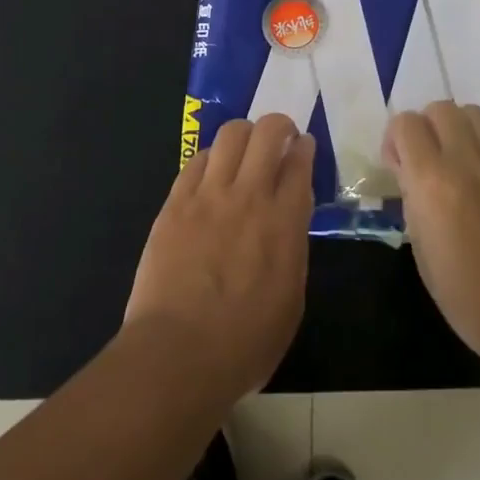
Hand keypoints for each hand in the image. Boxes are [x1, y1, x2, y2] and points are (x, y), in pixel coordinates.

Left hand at [123, 114, 315, 407]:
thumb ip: (293, 247)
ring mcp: (208, 196)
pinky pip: (195, 161)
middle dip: (278, 126)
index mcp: (285, 222)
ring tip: (244, 149)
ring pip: (230, 135)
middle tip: (279, 138)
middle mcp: (249, 196)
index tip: (303, 146)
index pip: (300, 163)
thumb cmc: (245, 343)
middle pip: (267, 132)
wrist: (177, 354)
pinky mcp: (175, 203)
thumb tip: (290, 216)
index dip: (304, 148)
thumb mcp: (291, 299)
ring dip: (243, 134)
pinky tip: (211, 172)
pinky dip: (210, 158)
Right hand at [384, 102, 479, 378]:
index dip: (395, 140)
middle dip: (425, 127)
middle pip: (440, 108)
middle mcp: (466, 160)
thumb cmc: (469, 297)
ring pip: (472, 113)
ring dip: (457, 128)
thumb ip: (413, 202)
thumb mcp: (422, 252)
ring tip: (454, 159)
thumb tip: (411, 177)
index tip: (397, 167)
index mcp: (432, 181)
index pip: (406, 124)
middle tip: (424, 160)